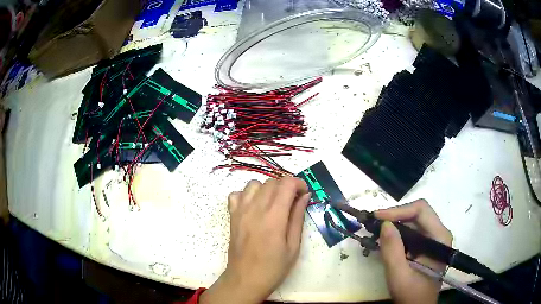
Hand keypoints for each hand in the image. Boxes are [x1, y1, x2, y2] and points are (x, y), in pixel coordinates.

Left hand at [201, 177, 310, 303]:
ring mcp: (241, 211)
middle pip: (272, 181)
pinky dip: (247, 195)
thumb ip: (297, 218)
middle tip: (293, 201)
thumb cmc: (273, 268)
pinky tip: (254, 207)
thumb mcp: (293, 246)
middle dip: (286, 186)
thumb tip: (304, 196)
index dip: (299, 183)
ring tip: (274, 203)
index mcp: (273, 217)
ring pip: (254, 184)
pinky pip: (237, 194)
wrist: (245, 279)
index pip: (286, 184)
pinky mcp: (232, 216)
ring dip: (267, 189)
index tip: (305, 194)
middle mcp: (255, 209)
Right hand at [375, 199, 452, 303]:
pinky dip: (398, 233)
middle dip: (395, 216)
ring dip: (395, 224)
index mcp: (439, 238)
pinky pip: (413, 232)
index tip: (378, 217)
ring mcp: (434, 239)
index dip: (399, 210)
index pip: (421, 210)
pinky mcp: (427, 245)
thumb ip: (392, 250)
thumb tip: (384, 224)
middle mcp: (439, 233)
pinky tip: (386, 240)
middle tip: (374, 224)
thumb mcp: (399, 275)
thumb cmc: (411, 293)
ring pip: (414, 221)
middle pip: (418, 213)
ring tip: (377, 231)